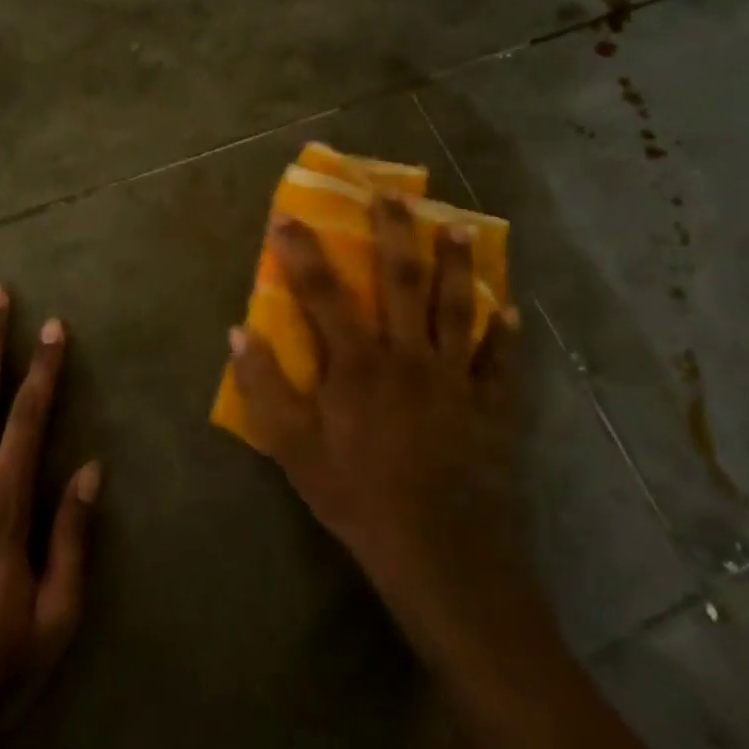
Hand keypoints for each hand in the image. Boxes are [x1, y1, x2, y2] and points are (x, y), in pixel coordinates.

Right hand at [228, 200, 537, 656]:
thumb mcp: (292, 448)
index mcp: (357, 362)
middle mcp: (407, 355)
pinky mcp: (489, 407)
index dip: (301, 250)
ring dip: (454, 263)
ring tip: (456, 225)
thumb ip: (263, 386)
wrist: (440, 556)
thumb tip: (238, 331)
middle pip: (400, 280)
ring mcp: (455, 379)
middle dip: (392, 231)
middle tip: (391, 193)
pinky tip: (511, 312)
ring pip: (455, 307)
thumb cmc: (357, 497)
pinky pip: (500, 362)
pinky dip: (506, 336)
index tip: (287, 214)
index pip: (321, 292)